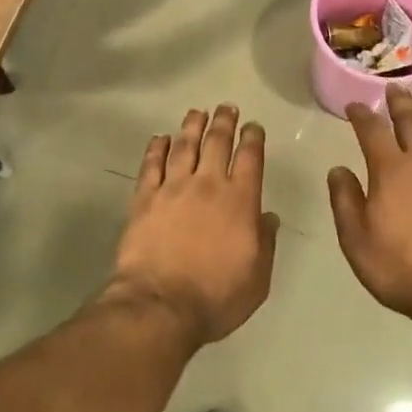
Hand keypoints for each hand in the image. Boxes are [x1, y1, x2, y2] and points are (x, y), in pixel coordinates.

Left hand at [109, 105, 279, 344]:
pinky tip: (159, 138)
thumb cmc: (217, 297)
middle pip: (217, 143)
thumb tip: (268, 216)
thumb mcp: (258, 278)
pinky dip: (156, 148)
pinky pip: (151, 165)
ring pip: (184, 146)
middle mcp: (208, 185)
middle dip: (224, 122)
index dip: (253, 138)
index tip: (253, 126)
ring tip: (196, 112)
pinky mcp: (144, 198)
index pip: (250, 158)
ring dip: (191, 126)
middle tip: (226, 107)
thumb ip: (266, 242)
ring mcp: (173, 188)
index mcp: (240, 201)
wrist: (161, 305)